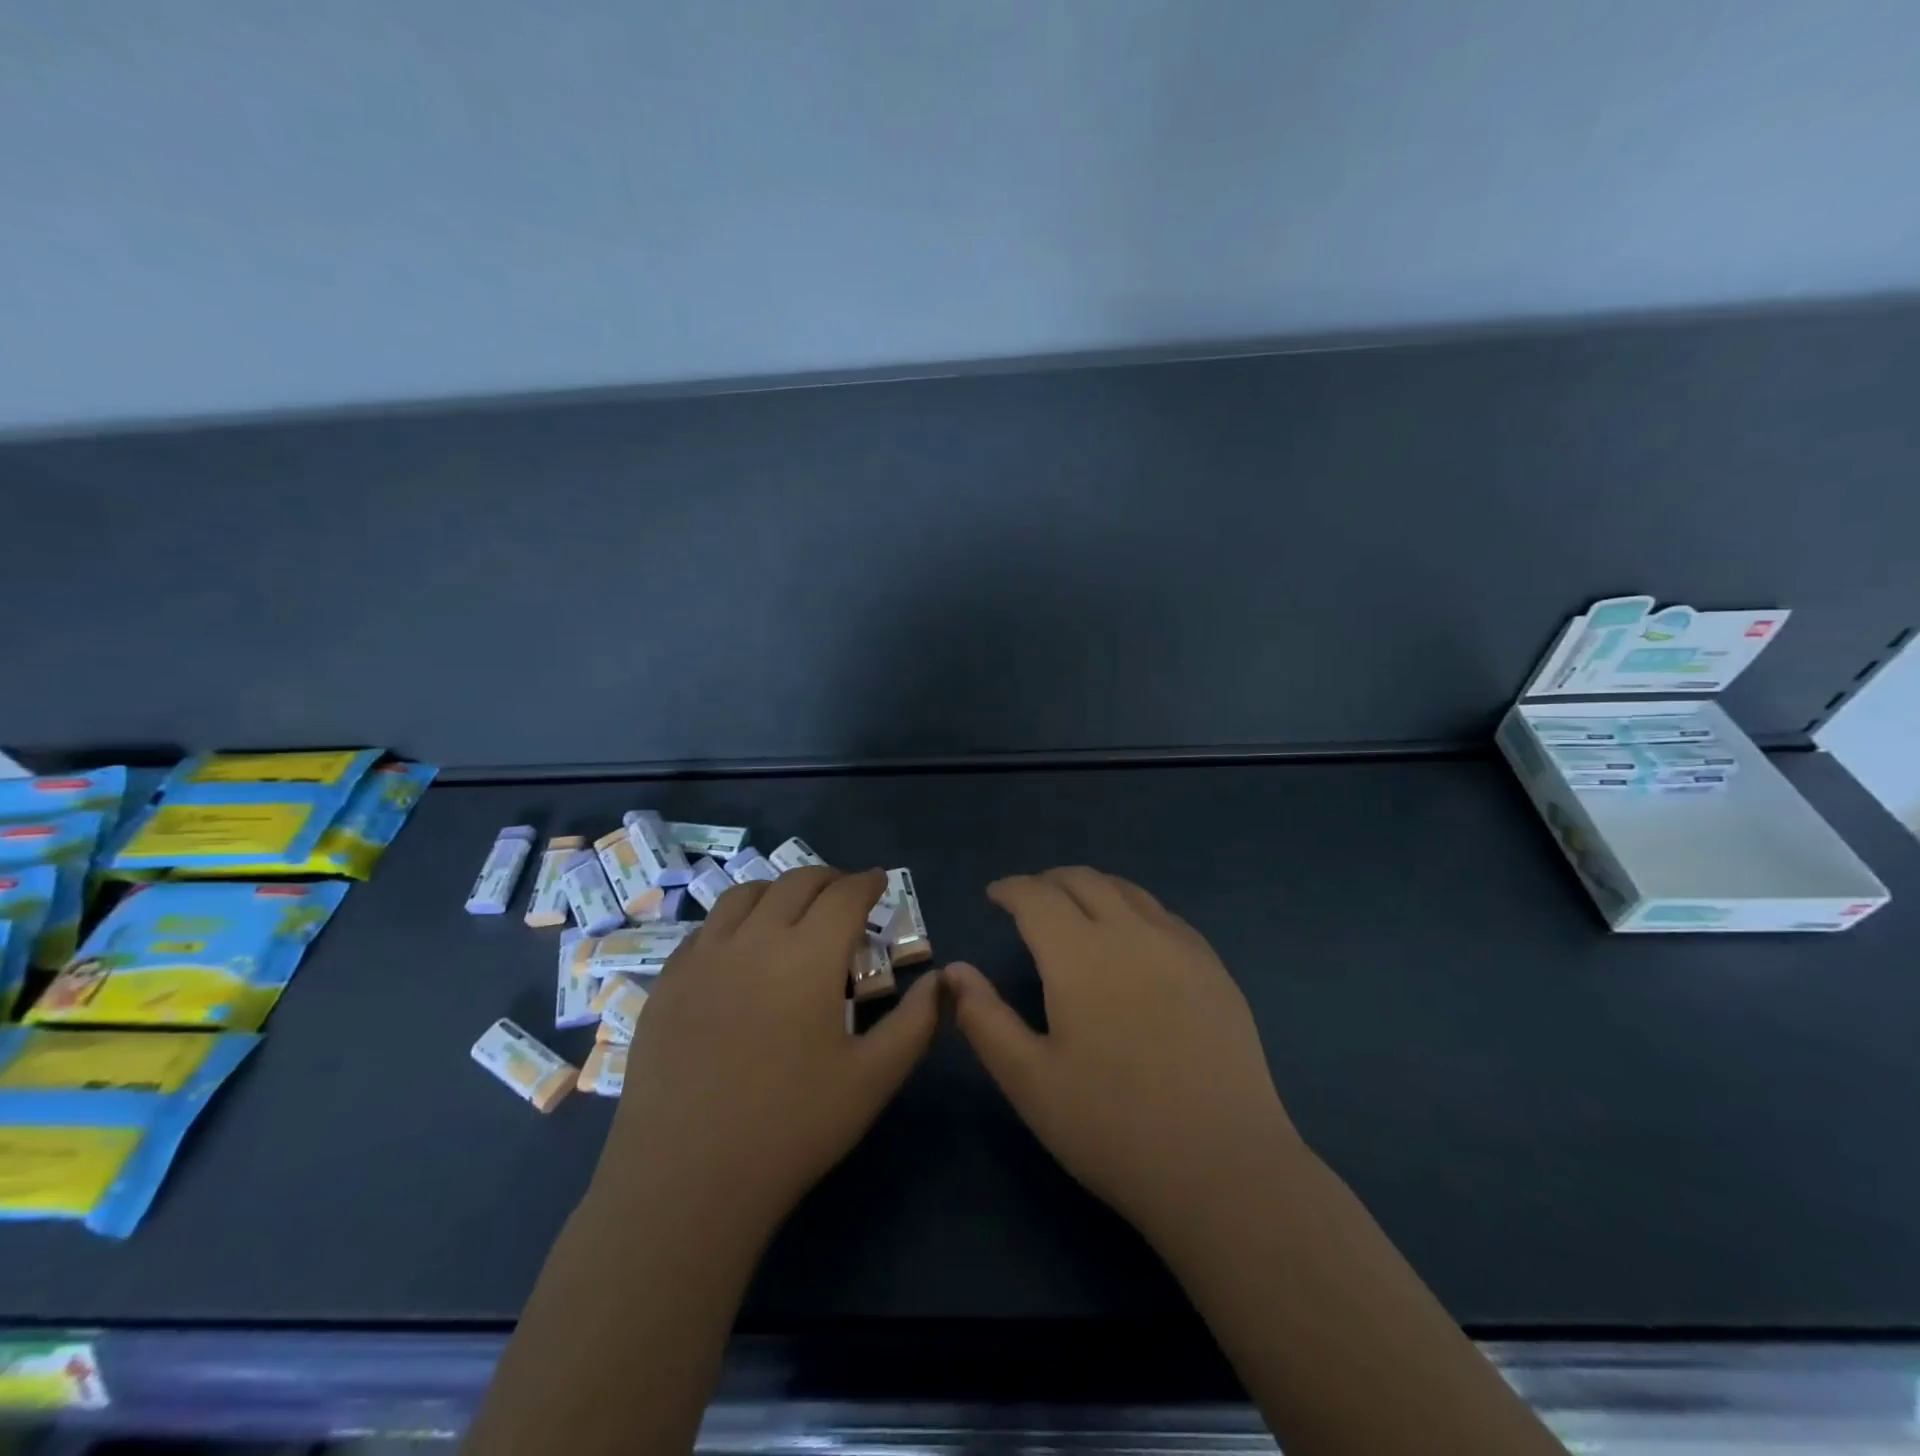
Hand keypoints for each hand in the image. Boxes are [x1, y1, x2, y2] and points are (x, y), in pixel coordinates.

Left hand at [600, 866, 939, 1242]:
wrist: (685, 1180)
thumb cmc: (792, 1127)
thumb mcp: (874, 1078)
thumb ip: (917, 1022)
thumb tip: (943, 979)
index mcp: (809, 955)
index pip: (845, 894)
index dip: (867, 882)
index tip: (879, 883)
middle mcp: (755, 938)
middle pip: (795, 882)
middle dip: (828, 879)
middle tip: (844, 896)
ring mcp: (703, 956)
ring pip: (744, 893)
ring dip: (778, 891)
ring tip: (792, 912)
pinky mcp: (667, 981)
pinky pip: (706, 928)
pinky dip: (735, 921)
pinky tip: (740, 951)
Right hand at [947, 867, 1300, 1246]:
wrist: (1224, 1168)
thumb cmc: (1112, 1127)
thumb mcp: (1028, 1080)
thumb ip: (984, 1018)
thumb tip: (954, 970)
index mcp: (1079, 954)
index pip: (1036, 896)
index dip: (1010, 888)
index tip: (995, 895)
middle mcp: (1131, 933)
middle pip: (1084, 881)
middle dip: (1048, 881)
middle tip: (1029, 899)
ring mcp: (1180, 947)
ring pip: (1128, 891)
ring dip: (1092, 888)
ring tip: (1075, 907)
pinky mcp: (1214, 969)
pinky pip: (1164, 915)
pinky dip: (1133, 908)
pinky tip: (1132, 937)